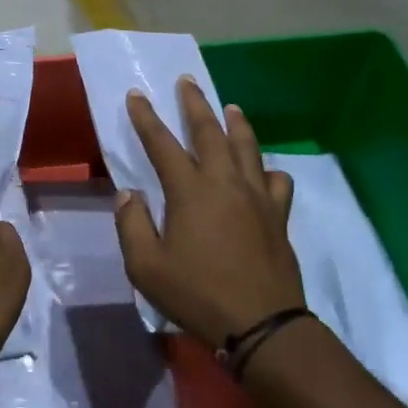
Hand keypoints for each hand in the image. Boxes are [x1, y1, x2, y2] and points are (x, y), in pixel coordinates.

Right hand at [113, 77, 303, 346]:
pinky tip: (264, 170)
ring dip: (235, 123)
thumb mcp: (147, 267)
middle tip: (187, 82)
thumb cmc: (197, 295)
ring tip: (230, 107)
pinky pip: (276, 181)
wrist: (262, 325)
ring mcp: (257, 197)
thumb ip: (133, 226)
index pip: (162, 144)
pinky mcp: (278, 216)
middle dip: (195, 104)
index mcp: (190, 191)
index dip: (146, 118)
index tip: (136, 95)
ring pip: (247, 148)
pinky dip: (267, 169)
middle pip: (210, 132)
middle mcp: (225, 183)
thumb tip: (128, 195)